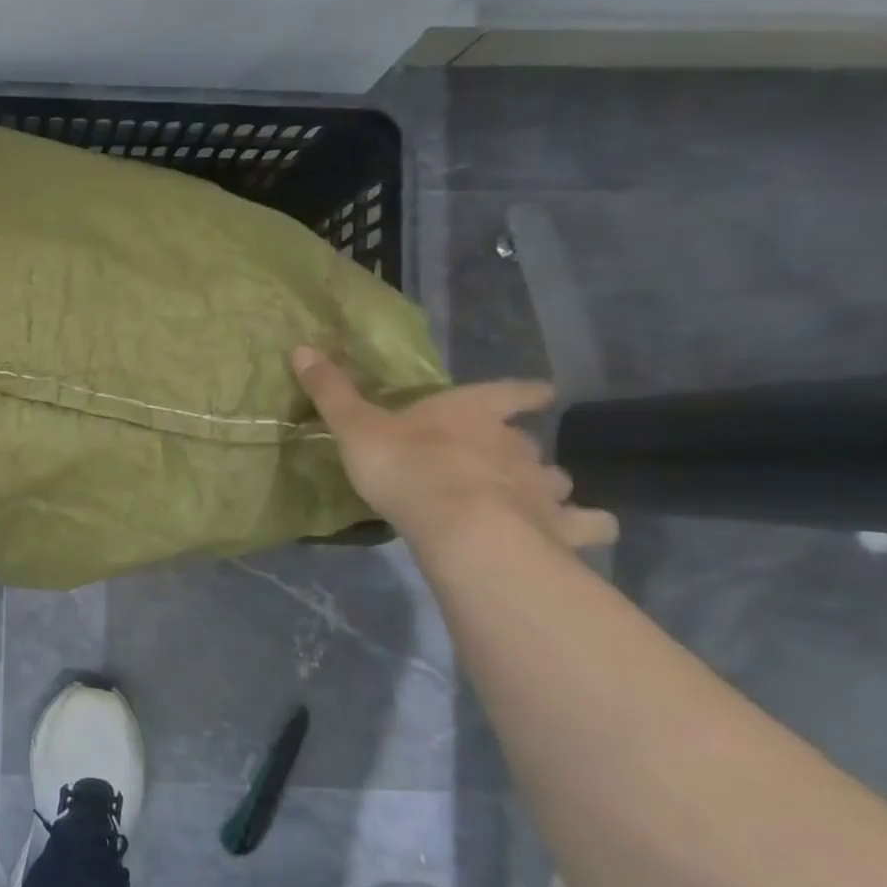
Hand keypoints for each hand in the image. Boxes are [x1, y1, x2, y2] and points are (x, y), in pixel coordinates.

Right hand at [292, 347, 616, 552]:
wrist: (460, 527)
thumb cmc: (406, 466)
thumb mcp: (355, 426)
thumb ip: (332, 391)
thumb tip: (301, 347)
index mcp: (473, 413)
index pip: (508, 393)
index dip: (522, 392)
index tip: (541, 393)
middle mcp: (517, 445)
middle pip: (529, 442)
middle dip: (521, 450)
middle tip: (504, 463)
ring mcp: (544, 488)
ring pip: (557, 482)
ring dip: (547, 489)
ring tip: (530, 505)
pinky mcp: (560, 530)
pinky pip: (586, 527)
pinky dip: (580, 529)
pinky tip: (567, 538)